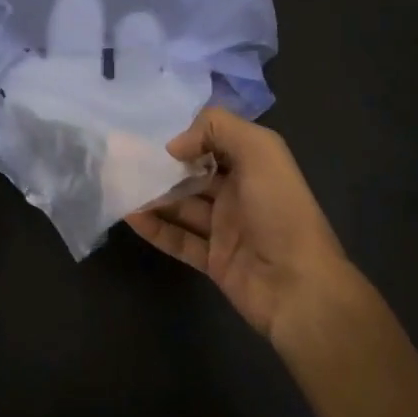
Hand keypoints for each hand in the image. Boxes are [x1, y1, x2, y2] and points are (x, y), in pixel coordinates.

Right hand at [125, 108, 364, 341]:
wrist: (298, 286)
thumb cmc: (280, 211)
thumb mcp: (260, 151)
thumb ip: (217, 130)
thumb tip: (174, 145)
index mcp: (255, 166)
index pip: (216, 142)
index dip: (188, 136)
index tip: (152, 134)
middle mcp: (240, 194)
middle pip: (194, 174)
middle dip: (163, 166)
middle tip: (124, 158)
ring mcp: (226, 229)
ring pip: (182, 206)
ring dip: (153, 195)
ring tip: (119, 183)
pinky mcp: (213, 260)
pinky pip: (178, 239)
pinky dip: (154, 228)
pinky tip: (130, 215)